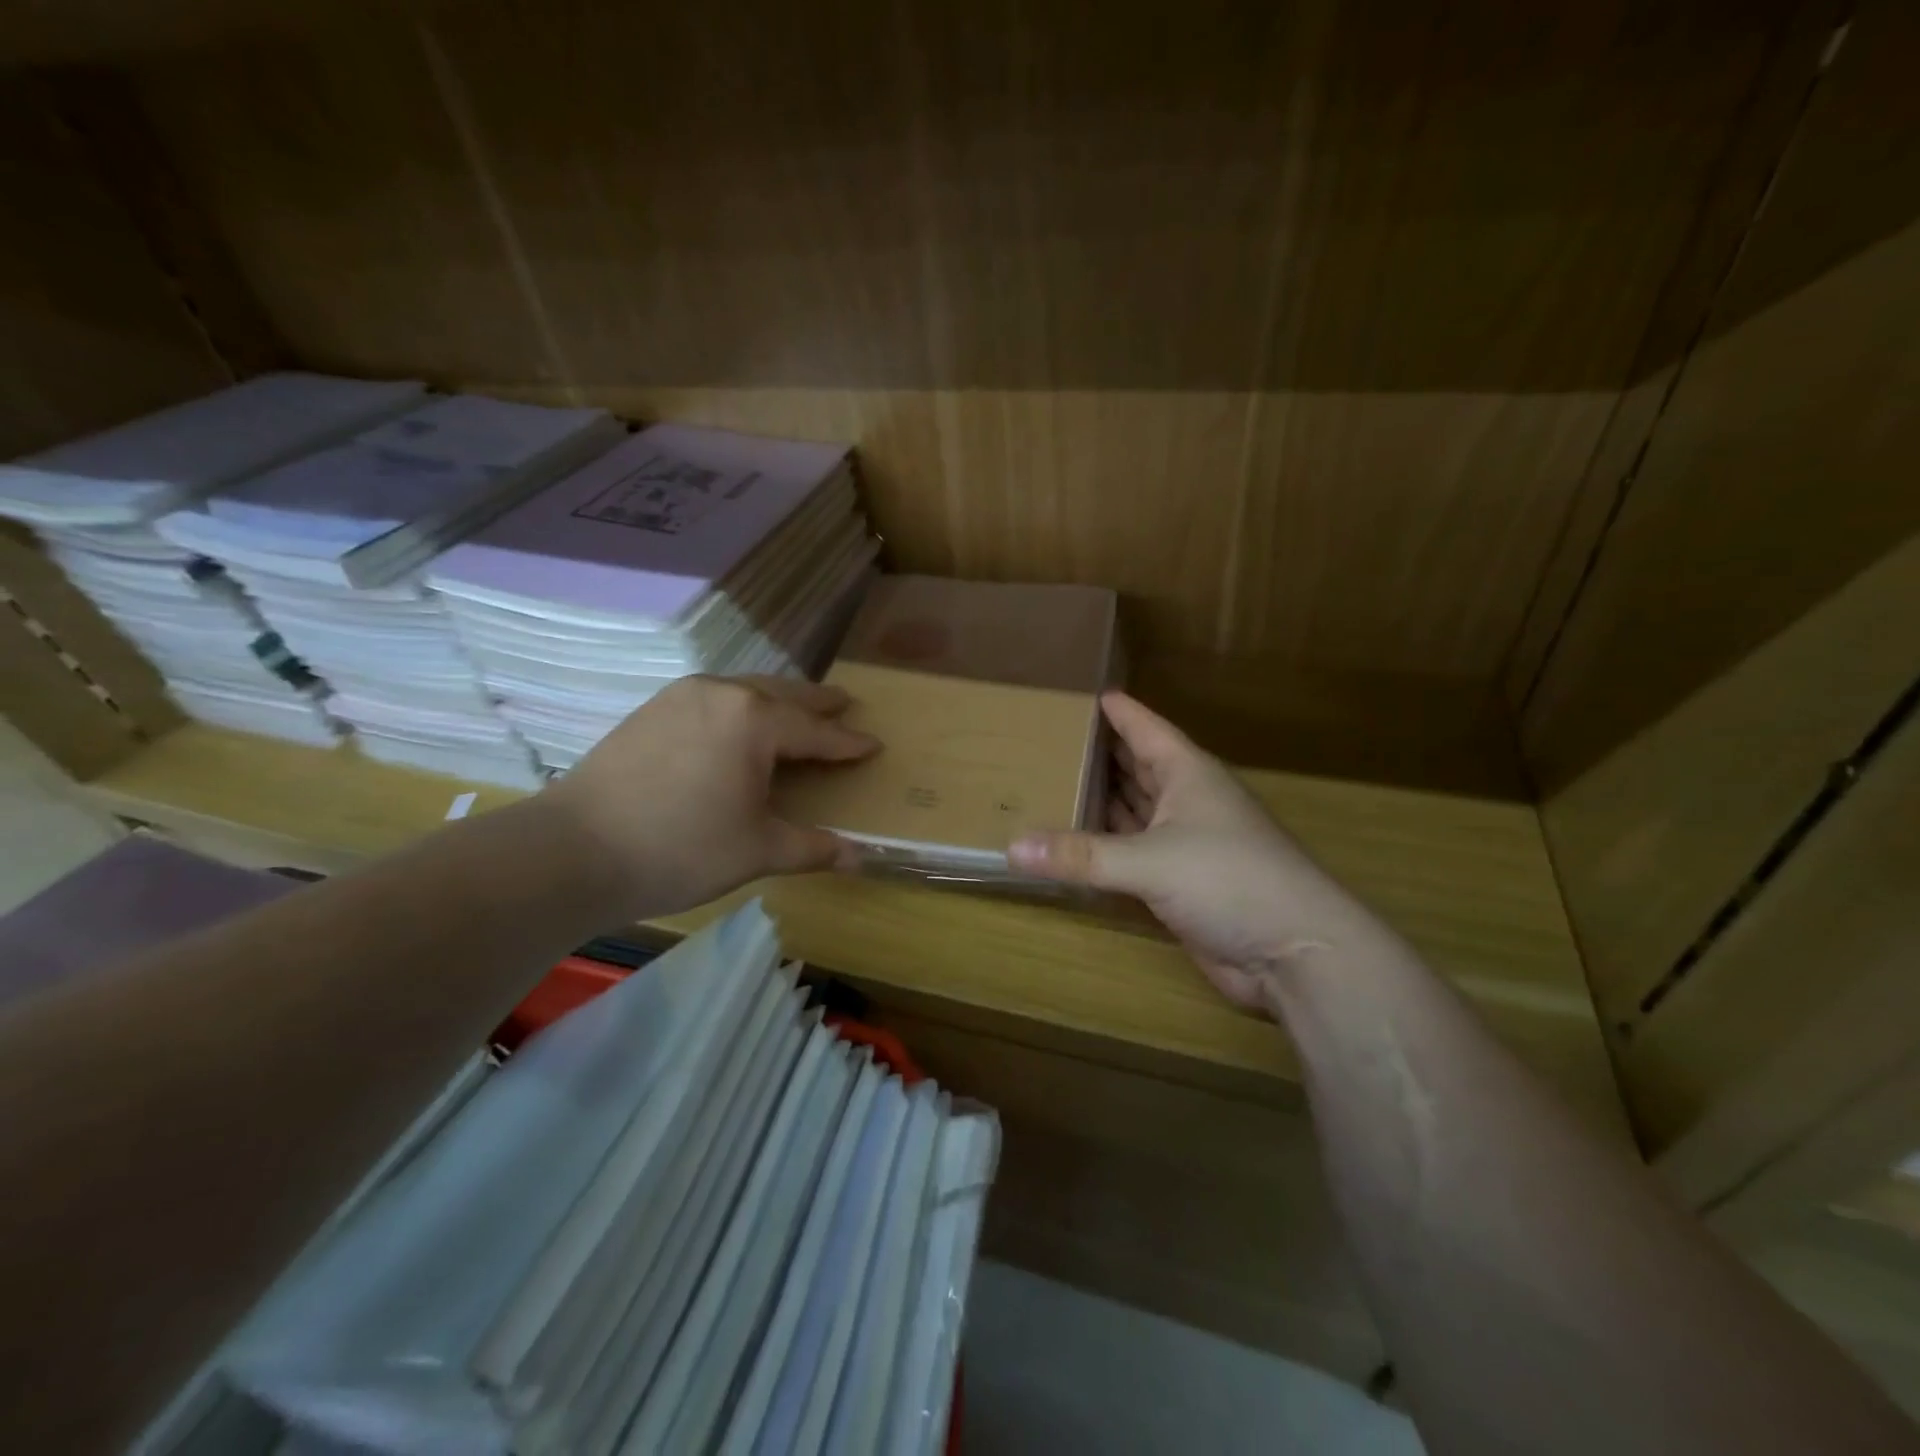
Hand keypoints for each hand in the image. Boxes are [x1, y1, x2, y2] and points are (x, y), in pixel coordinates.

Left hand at [540, 674, 878, 920]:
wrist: (572, 851)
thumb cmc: (680, 849)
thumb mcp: (758, 851)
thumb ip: (814, 848)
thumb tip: (861, 858)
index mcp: (755, 720)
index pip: (816, 732)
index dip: (847, 742)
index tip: (873, 744)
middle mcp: (722, 693)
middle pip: (783, 694)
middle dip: (817, 702)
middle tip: (844, 703)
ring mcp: (681, 696)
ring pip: (745, 689)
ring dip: (777, 699)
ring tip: (796, 709)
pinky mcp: (652, 710)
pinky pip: (714, 697)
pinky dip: (740, 706)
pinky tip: (737, 724)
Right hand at [1008, 692, 1391, 1012]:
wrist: (1295, 953)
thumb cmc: (1229, 880)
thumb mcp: (1149, 861)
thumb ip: (1080, 856)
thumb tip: (1011, 848)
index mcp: (1188, 774)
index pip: (1145, 728)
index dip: (1118, 711)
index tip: (1084, 692)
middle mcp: (1187, 801)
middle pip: (1137, 767)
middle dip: (1100, 754)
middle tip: (1050, 738)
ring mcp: (1186, 844)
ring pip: (1134, 811)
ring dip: (1101, 800)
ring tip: (1052, 782)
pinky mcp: (1181, 884)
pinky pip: (1132, 854)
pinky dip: (1105, 846)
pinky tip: (1075, 843)